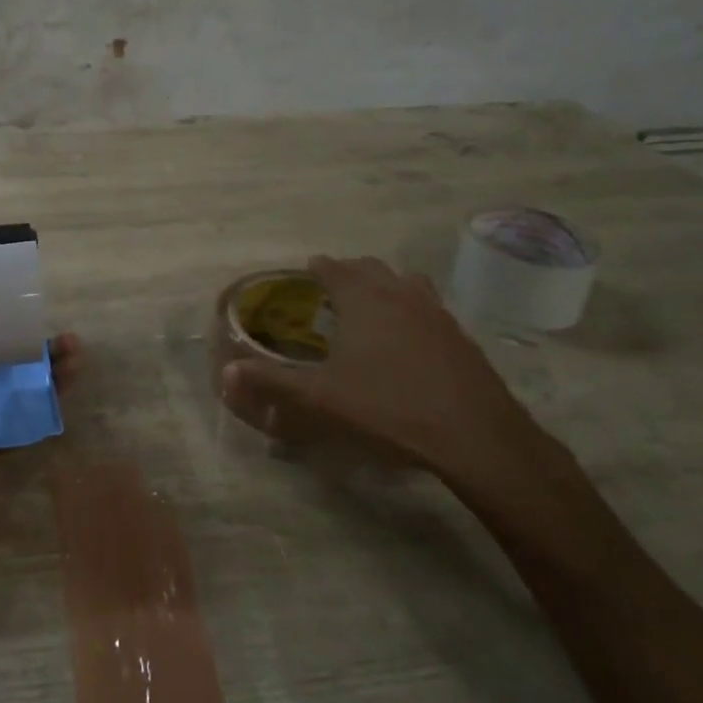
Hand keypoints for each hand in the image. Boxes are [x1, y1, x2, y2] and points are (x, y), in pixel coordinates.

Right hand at [223, 255, 554, 498]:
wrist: (474, 435)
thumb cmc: (388, 407)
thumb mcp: (321, 398)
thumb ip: (273, 381)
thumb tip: (228, 371)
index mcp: (363, 298)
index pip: (334, 268)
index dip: (318, 267)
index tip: (307, 271)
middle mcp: (399, 292)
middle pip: (370, 267)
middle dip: (349, 272)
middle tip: (333, 289)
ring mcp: (435, 311)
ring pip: (404, 281)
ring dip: (384, 284)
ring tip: (372, 304)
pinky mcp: (460, 334)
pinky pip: (428, 305)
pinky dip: (411, 307)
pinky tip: (410, 337)